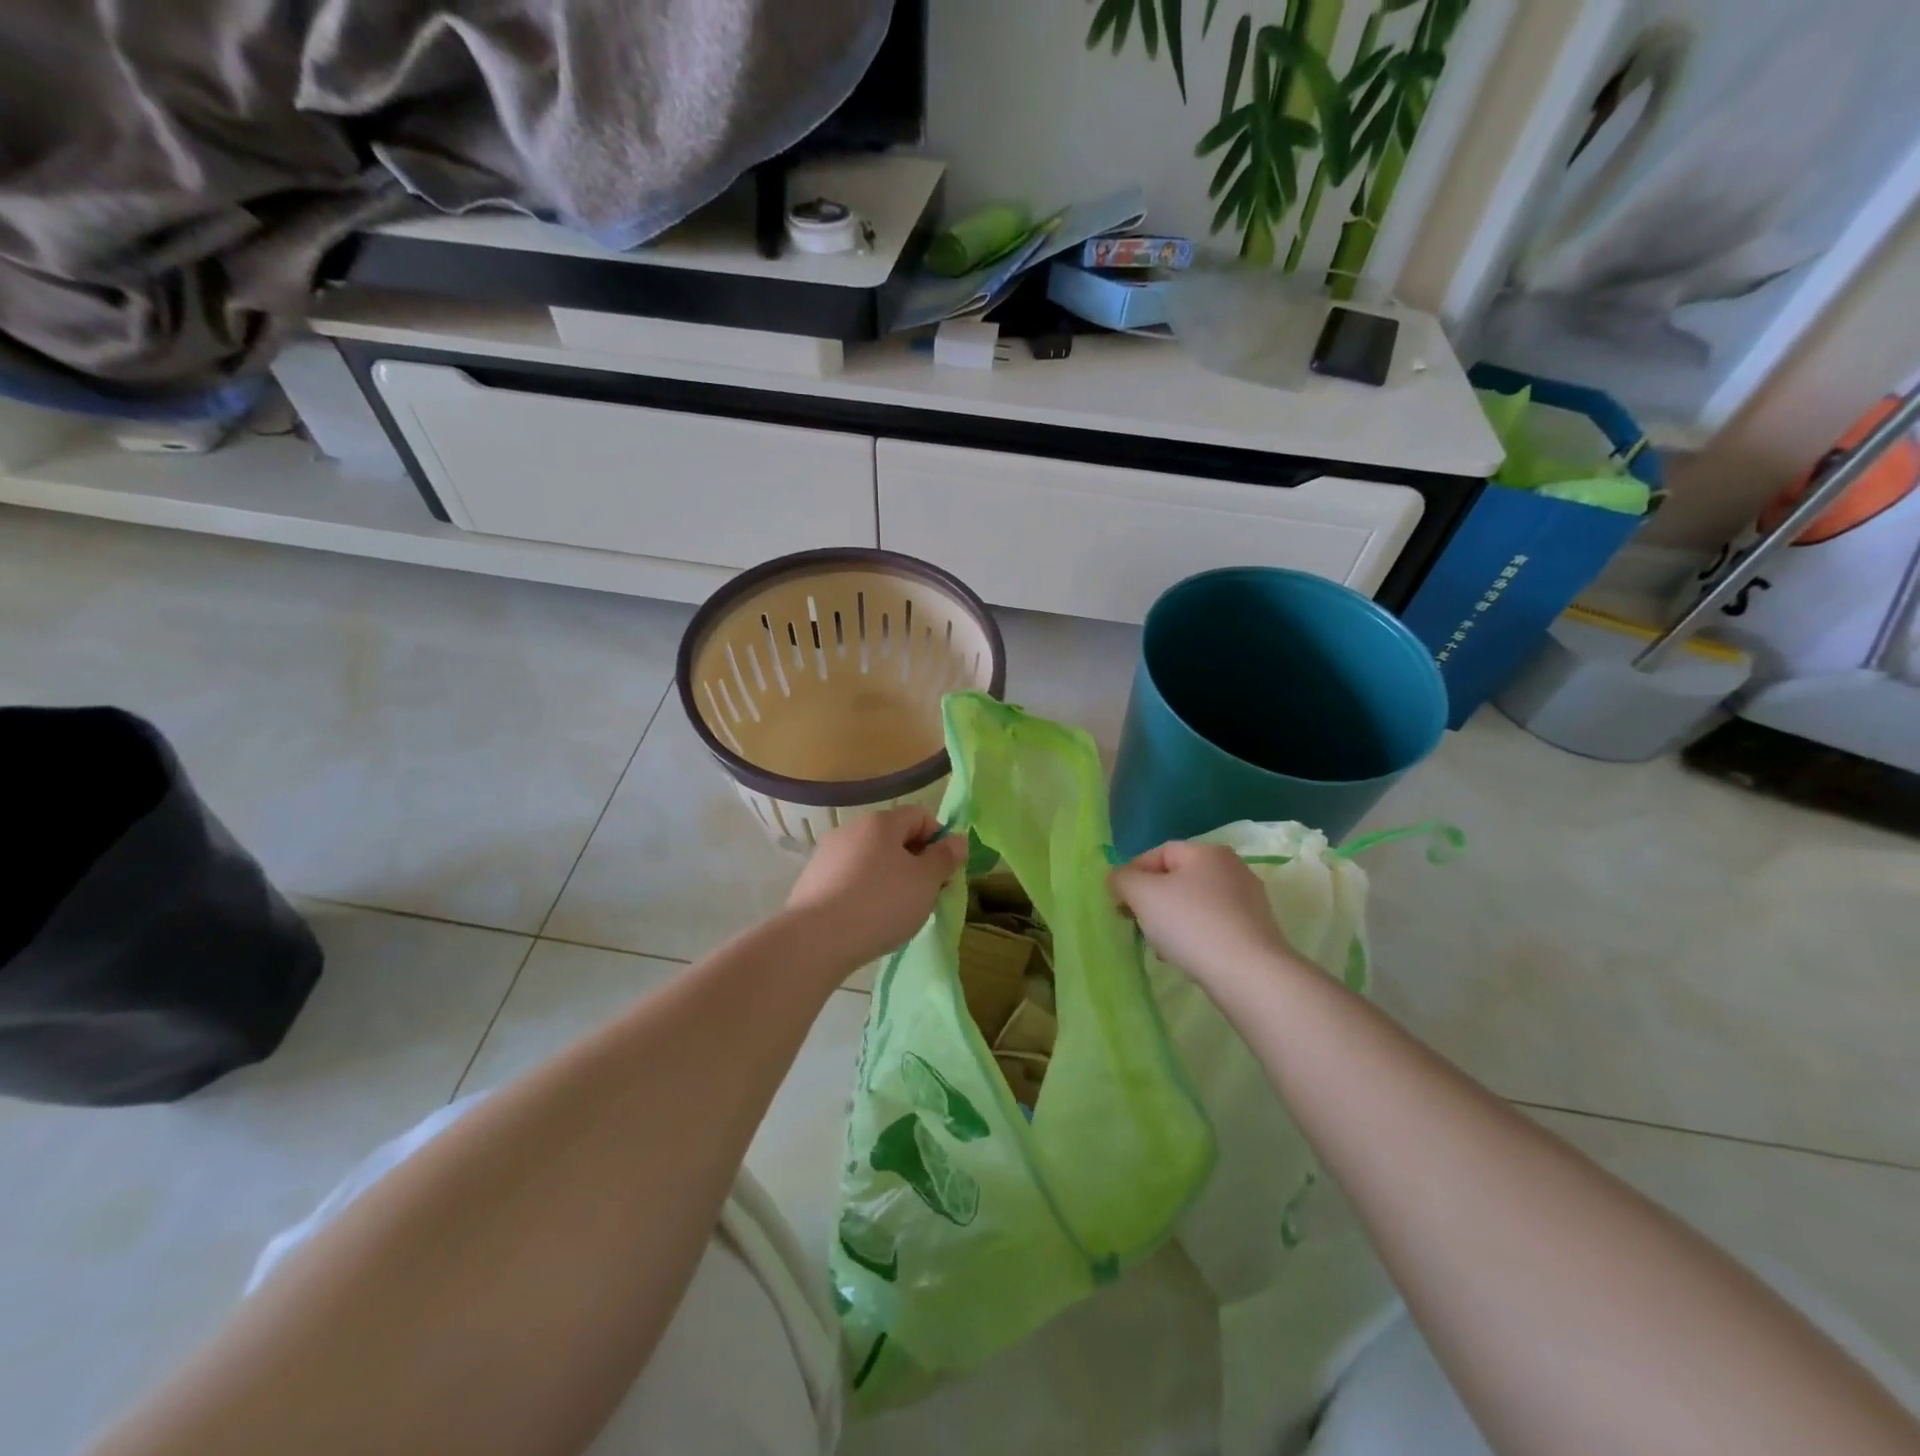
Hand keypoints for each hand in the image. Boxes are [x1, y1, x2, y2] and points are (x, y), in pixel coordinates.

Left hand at [785, 805, 967, 967]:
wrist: (815, 940)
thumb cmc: (880, 904)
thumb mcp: (925, 882)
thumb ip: (944, 858)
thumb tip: (958, 840)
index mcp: (881, 822)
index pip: (920, 815)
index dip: (939, 839)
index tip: (946, 872)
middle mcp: (851, 829)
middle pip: (894, 837)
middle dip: (916, 862)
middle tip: (927, 895)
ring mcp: (828, 854)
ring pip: (872, 859)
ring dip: (891, 879)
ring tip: (897, 913)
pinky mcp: (812, 881)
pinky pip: (850, 879)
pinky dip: (865, 892)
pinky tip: (868, 920)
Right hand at [1109, 841, 1297, 990]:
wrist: (1249, 975)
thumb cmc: (1191, 924)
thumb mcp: (1143, 895)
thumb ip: (1122, 879)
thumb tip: (1119, 879)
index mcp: (1207, 851)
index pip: (1158, 854)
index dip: (1132, 874)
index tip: (1120, 903)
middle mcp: (1233, 868)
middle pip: (1177, 879)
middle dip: (1152, 901)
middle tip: (1139, 925)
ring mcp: (1249, 900)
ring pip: (1194, 904)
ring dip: (1172, 921)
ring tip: (1163, 948)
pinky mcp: (1257, 930)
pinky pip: (1214, 925)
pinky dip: (1196, 936)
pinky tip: (1188, 958)